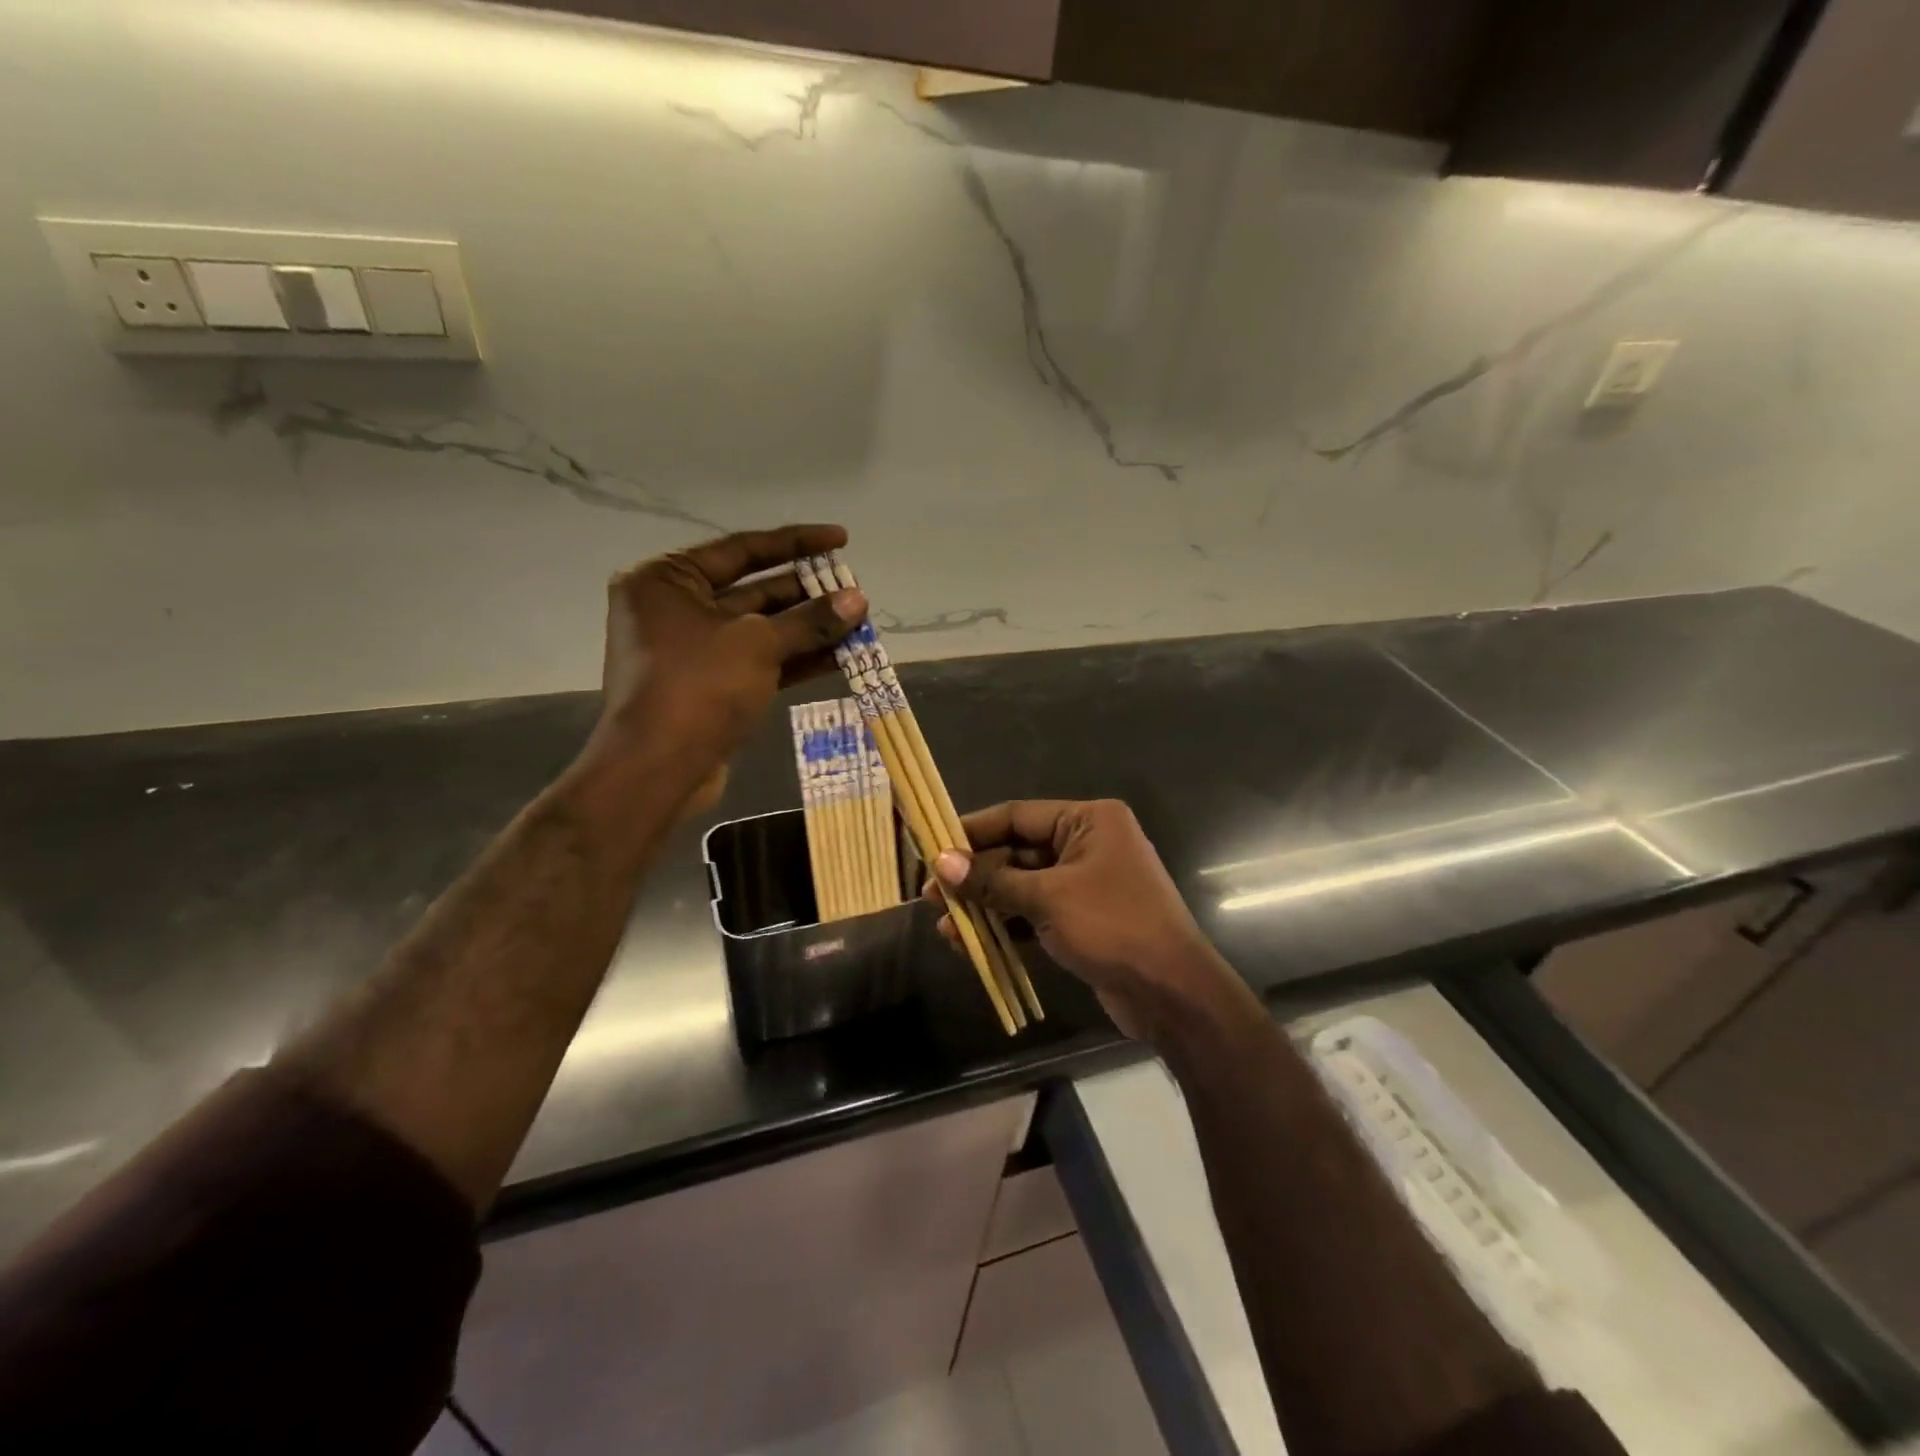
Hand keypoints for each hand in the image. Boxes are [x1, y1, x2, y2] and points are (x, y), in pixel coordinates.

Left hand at [583, 525, 865, 810]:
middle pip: (754, 590)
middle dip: (808, 593)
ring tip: (859, 622)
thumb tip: (858, 600)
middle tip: (855, 591)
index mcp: (668, 580)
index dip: (797, 543)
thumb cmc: (699, 687)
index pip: (742, 548)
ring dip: (809, 628)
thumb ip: (811, 620)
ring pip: (762, 629)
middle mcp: (676, 608)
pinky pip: (760, 661)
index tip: (841, 539)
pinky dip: (797, 658)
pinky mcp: (712, 686)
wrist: (659, 768)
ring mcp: (694, 650)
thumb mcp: (759, 644)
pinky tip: (842, 656)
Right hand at [927, 799, 1251, 1044]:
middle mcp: (1087, 844)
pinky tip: (972, 943)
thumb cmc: (1113, 926)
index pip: (1018, 816)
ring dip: (986, 905)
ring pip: (1023, 886)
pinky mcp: (1082, 919)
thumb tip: (941, 863)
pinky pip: (1035, 913)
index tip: (933, 846)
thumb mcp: (1048, 898)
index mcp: (1088, 821)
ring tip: (944, 925)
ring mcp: (1085, 884)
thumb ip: (993, 881)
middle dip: (975, 876)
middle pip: (1017, 852)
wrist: (1172, 993)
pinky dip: (1007, 926)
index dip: (973, 831)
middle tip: (931, 895)